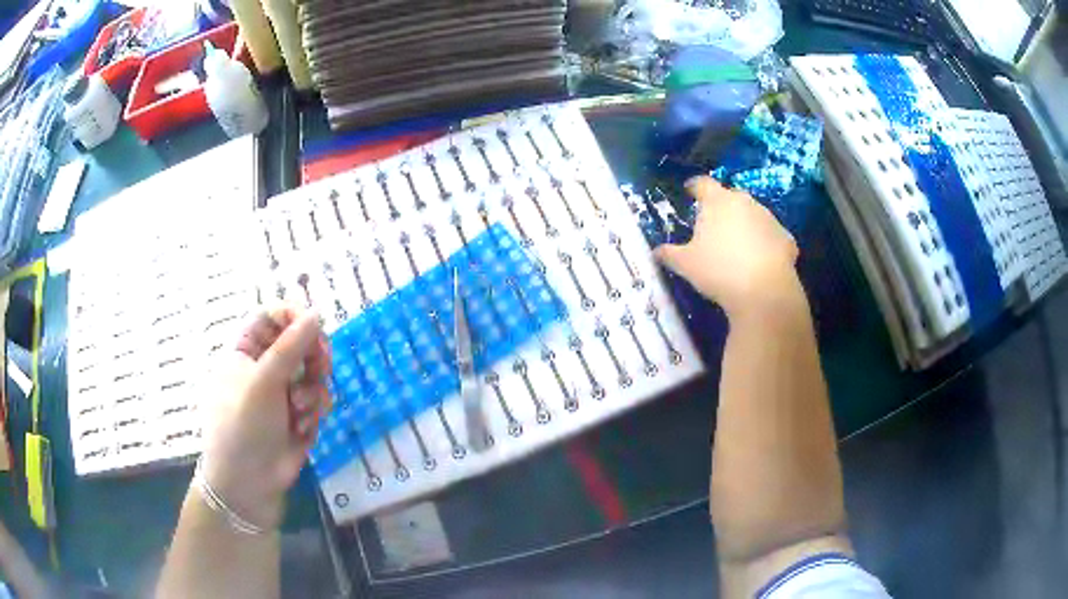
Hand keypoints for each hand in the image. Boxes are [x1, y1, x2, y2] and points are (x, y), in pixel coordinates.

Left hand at [198, 307, 331, 529]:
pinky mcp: (299, 413)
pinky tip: (303, 427)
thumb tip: (316, 312)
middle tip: (321, 366)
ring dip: (313, 389)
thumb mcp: (263, 382)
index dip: (293, 315)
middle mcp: (264, 366)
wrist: (249, 482)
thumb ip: (291, 346)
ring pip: (313, 371)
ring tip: (300, 410)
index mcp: (245, 350)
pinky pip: (318, 398)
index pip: (271, 316)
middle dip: (313, 355)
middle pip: (299, 341)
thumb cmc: (244, 425)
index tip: (315, 323)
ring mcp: (282, 390)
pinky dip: (315, 411)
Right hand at [655, 177, 799, 320]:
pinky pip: (770, 236)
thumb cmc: (719, 270)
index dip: (694, 186)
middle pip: (730, 197)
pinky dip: (765, 243)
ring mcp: (769, 218)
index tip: (689, 191)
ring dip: (745, 225)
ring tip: (737, 246)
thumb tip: (655, 251)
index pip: (702, 183)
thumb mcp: (685, 264)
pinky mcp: (785, 238)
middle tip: (712, 225)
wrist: (764, 292)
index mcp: (717, 201)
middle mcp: (745, 202)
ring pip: (753, 215)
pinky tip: (760, 261)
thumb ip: (669, 254)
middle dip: (721, 207)